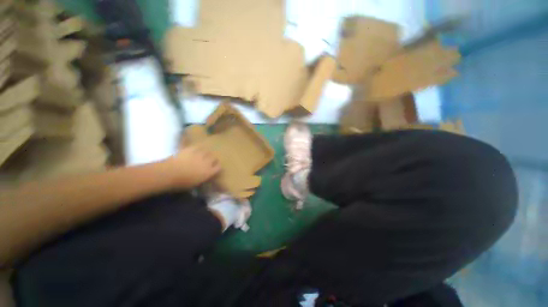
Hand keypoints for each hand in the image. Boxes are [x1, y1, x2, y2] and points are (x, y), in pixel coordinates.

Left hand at [164, 145, 220, 188]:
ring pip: (207, 151)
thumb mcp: (195, 184)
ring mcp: (199, 155)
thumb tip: (205, 176)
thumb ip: (203, 178)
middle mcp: (207, 162)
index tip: (215, 168)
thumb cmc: (181, 183)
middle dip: (213, 159)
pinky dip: (197, 148)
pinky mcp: (191, 149)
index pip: (218, 167)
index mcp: (209, 172)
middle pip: (214, 158)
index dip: (217, 167)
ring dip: (206, 153)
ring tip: (203, 154)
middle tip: (209, 160)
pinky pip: (197, 147)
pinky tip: (196, 149)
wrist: (169, 174)